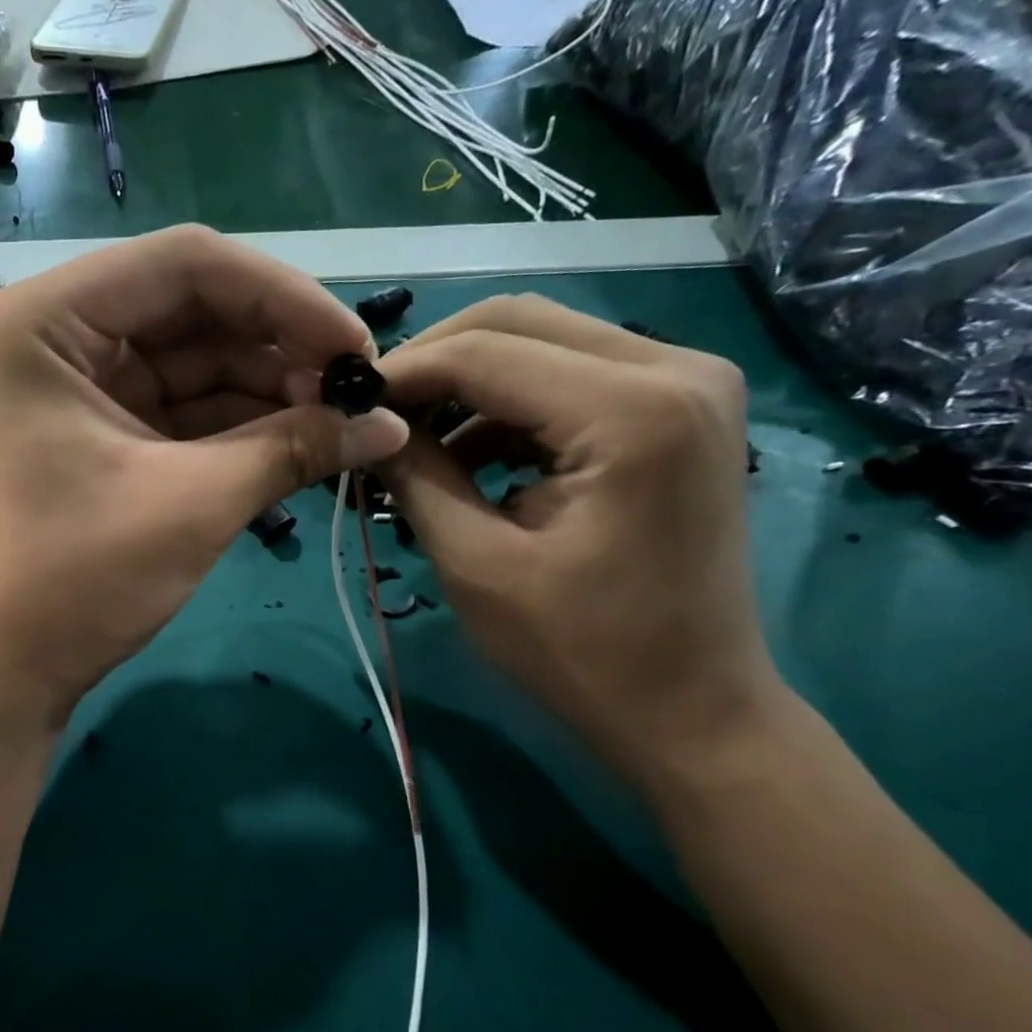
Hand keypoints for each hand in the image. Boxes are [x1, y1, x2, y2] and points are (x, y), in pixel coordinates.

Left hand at [0, 225, 407, 720]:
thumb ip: (293, 448)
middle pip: (196, 308)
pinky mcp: (108, 433)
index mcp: (51, 320)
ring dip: (272, 388)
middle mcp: (63, 335)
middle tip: (358, 393)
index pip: (188, 264)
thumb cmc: (76, 579)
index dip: (284, 297)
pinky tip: (305, 441)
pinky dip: (244, 425)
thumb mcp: (192, 504)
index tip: (357, 349)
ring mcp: (84, 386)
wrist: (5, 671)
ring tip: (343, 423)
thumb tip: (391, 423)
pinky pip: (188, 409)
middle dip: (281, 348)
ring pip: (199, 361)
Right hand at [377, 295, 781, 779]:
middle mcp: (675, 367)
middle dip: (432, 364)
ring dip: (466, 385)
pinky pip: (569, 376)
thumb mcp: (475, 563)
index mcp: (631, 410)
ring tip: (412, 445)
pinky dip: (506, 406)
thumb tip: (366, 423)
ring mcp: (687, 381)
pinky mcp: (678, 407)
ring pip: (541, 341)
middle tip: (376, 416)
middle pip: (517, 322)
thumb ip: (416, 476)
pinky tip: (466, 456)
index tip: (342, 403)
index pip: (484, 352)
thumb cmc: (581, 652)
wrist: (690, 709)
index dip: (402, 373)